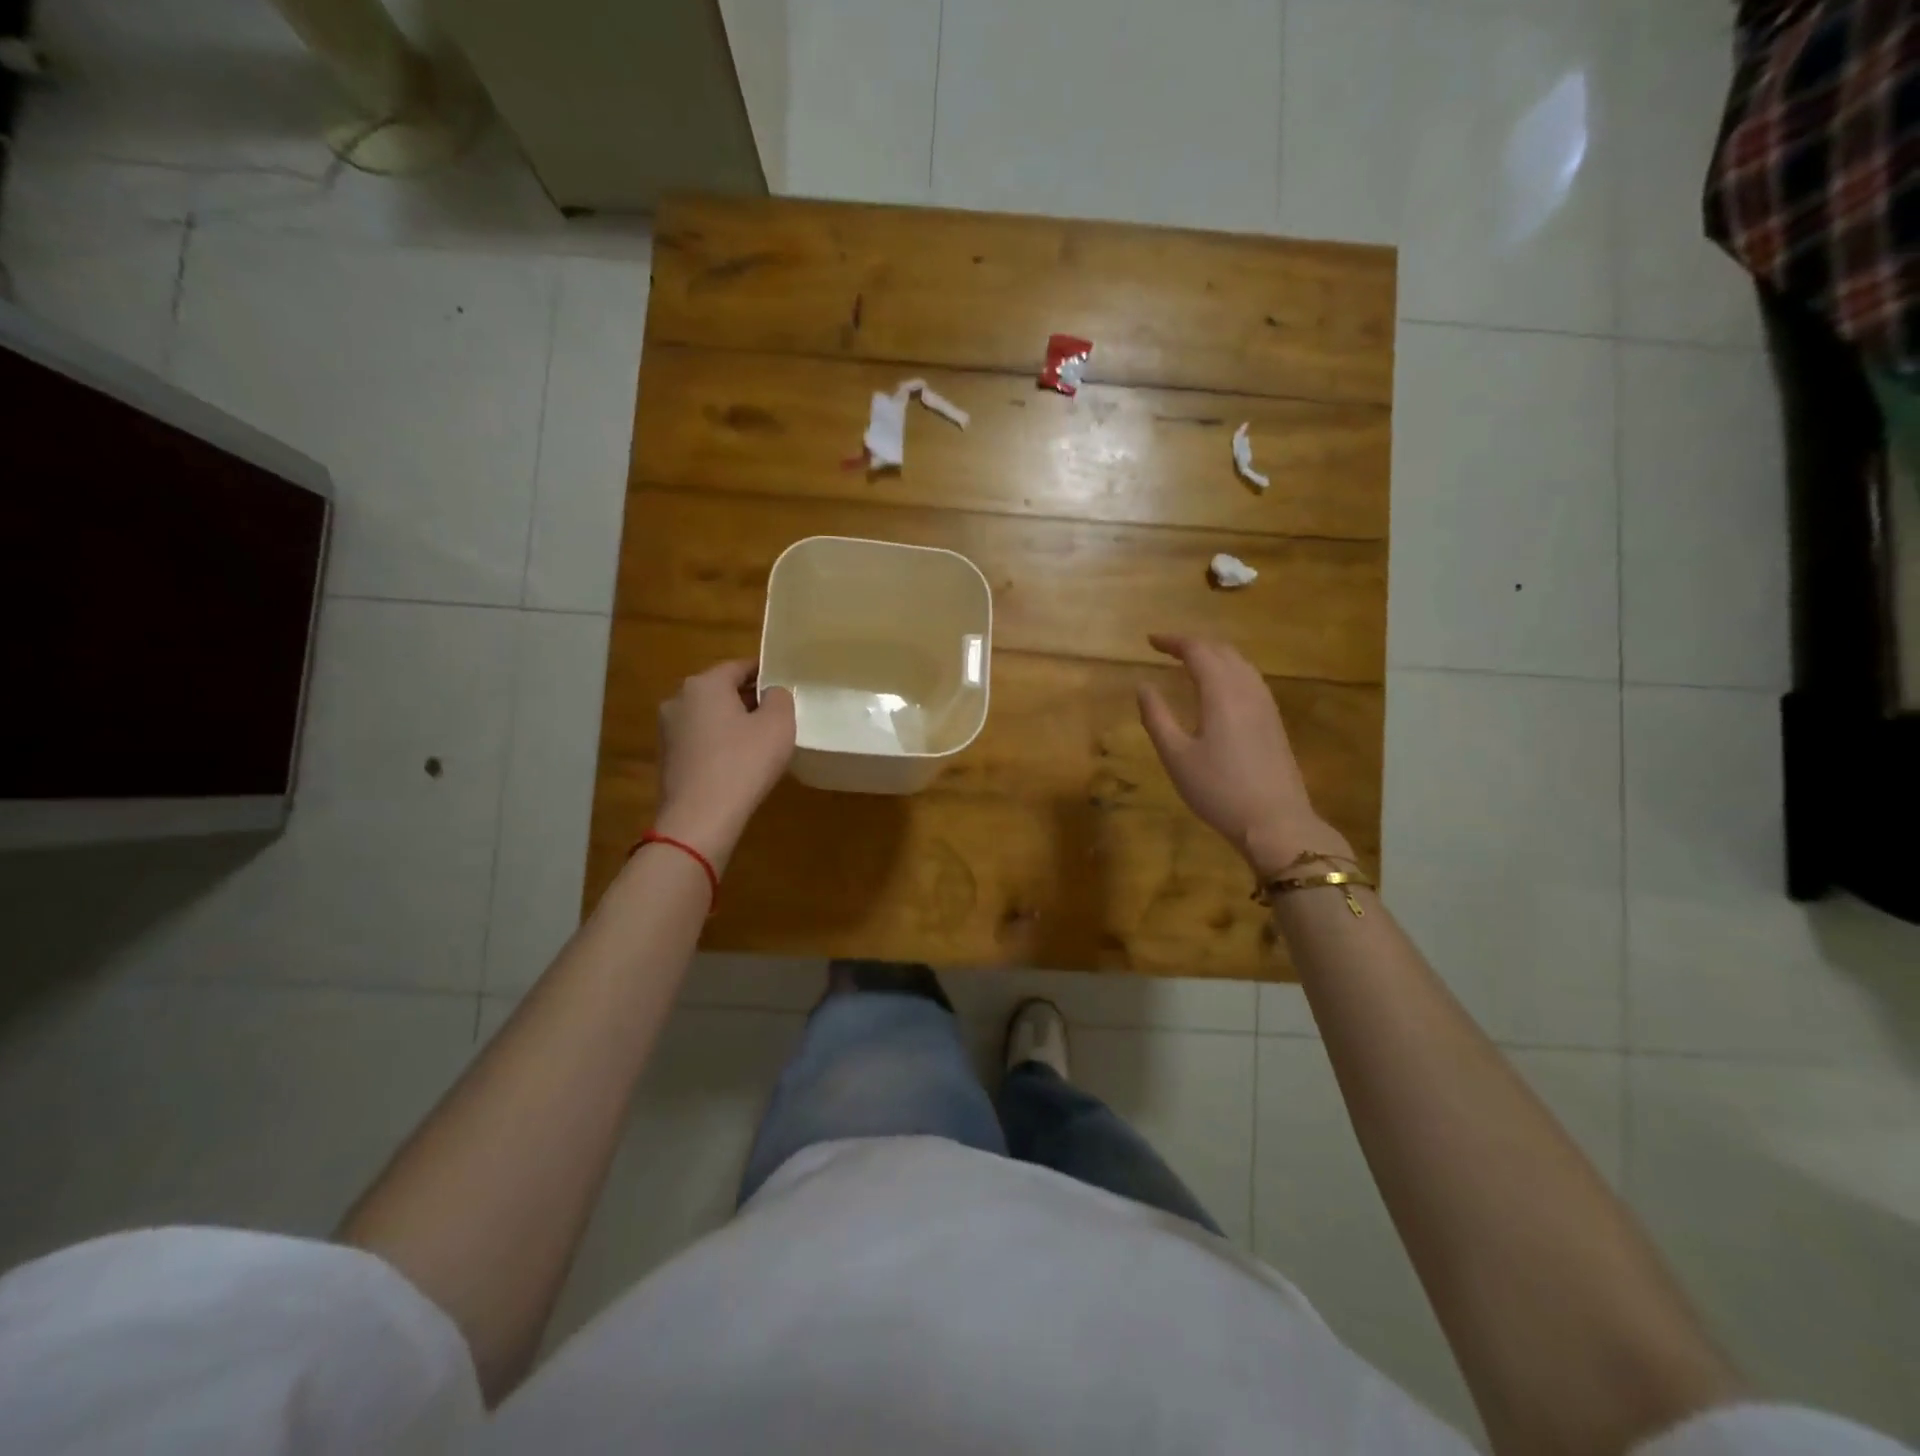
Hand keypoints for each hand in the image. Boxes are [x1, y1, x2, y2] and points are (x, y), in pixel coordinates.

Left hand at [654, 659, 795, 871]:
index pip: (740, 666)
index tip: (784, 682)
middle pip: (721, 690)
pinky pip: (699, 740)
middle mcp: (679, 699)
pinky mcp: (667, 758)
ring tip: (760, 740)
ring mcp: (667, 730)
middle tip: (777, 713)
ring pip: (709, 716)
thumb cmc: (743, 763)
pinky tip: (737, 762)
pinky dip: (718, 744)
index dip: (765, 672)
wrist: (699, 818)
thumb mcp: (778, 725)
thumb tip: (770, 693)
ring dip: (732, 722)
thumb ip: (780, 697)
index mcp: (704, 684)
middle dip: (748, 698)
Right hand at [1136, 633, 1352, 876]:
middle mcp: (1247, 690)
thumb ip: (1156, 717)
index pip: (1197, 651)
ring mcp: (1266, 705)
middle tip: (1167, 649)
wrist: (1275, 822)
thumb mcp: (1176, 756)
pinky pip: (1250, 680)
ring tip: (1191, 663)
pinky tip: (1220, 689)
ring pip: (1240, 664)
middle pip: (1222, 651)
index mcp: (1221, 692)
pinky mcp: (1274, 721)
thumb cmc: (1218, 789)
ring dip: (1214, 655)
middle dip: (1193, 644)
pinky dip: (1229, 671)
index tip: (1150, 641)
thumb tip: (1143, 686)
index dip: (1173, 641)